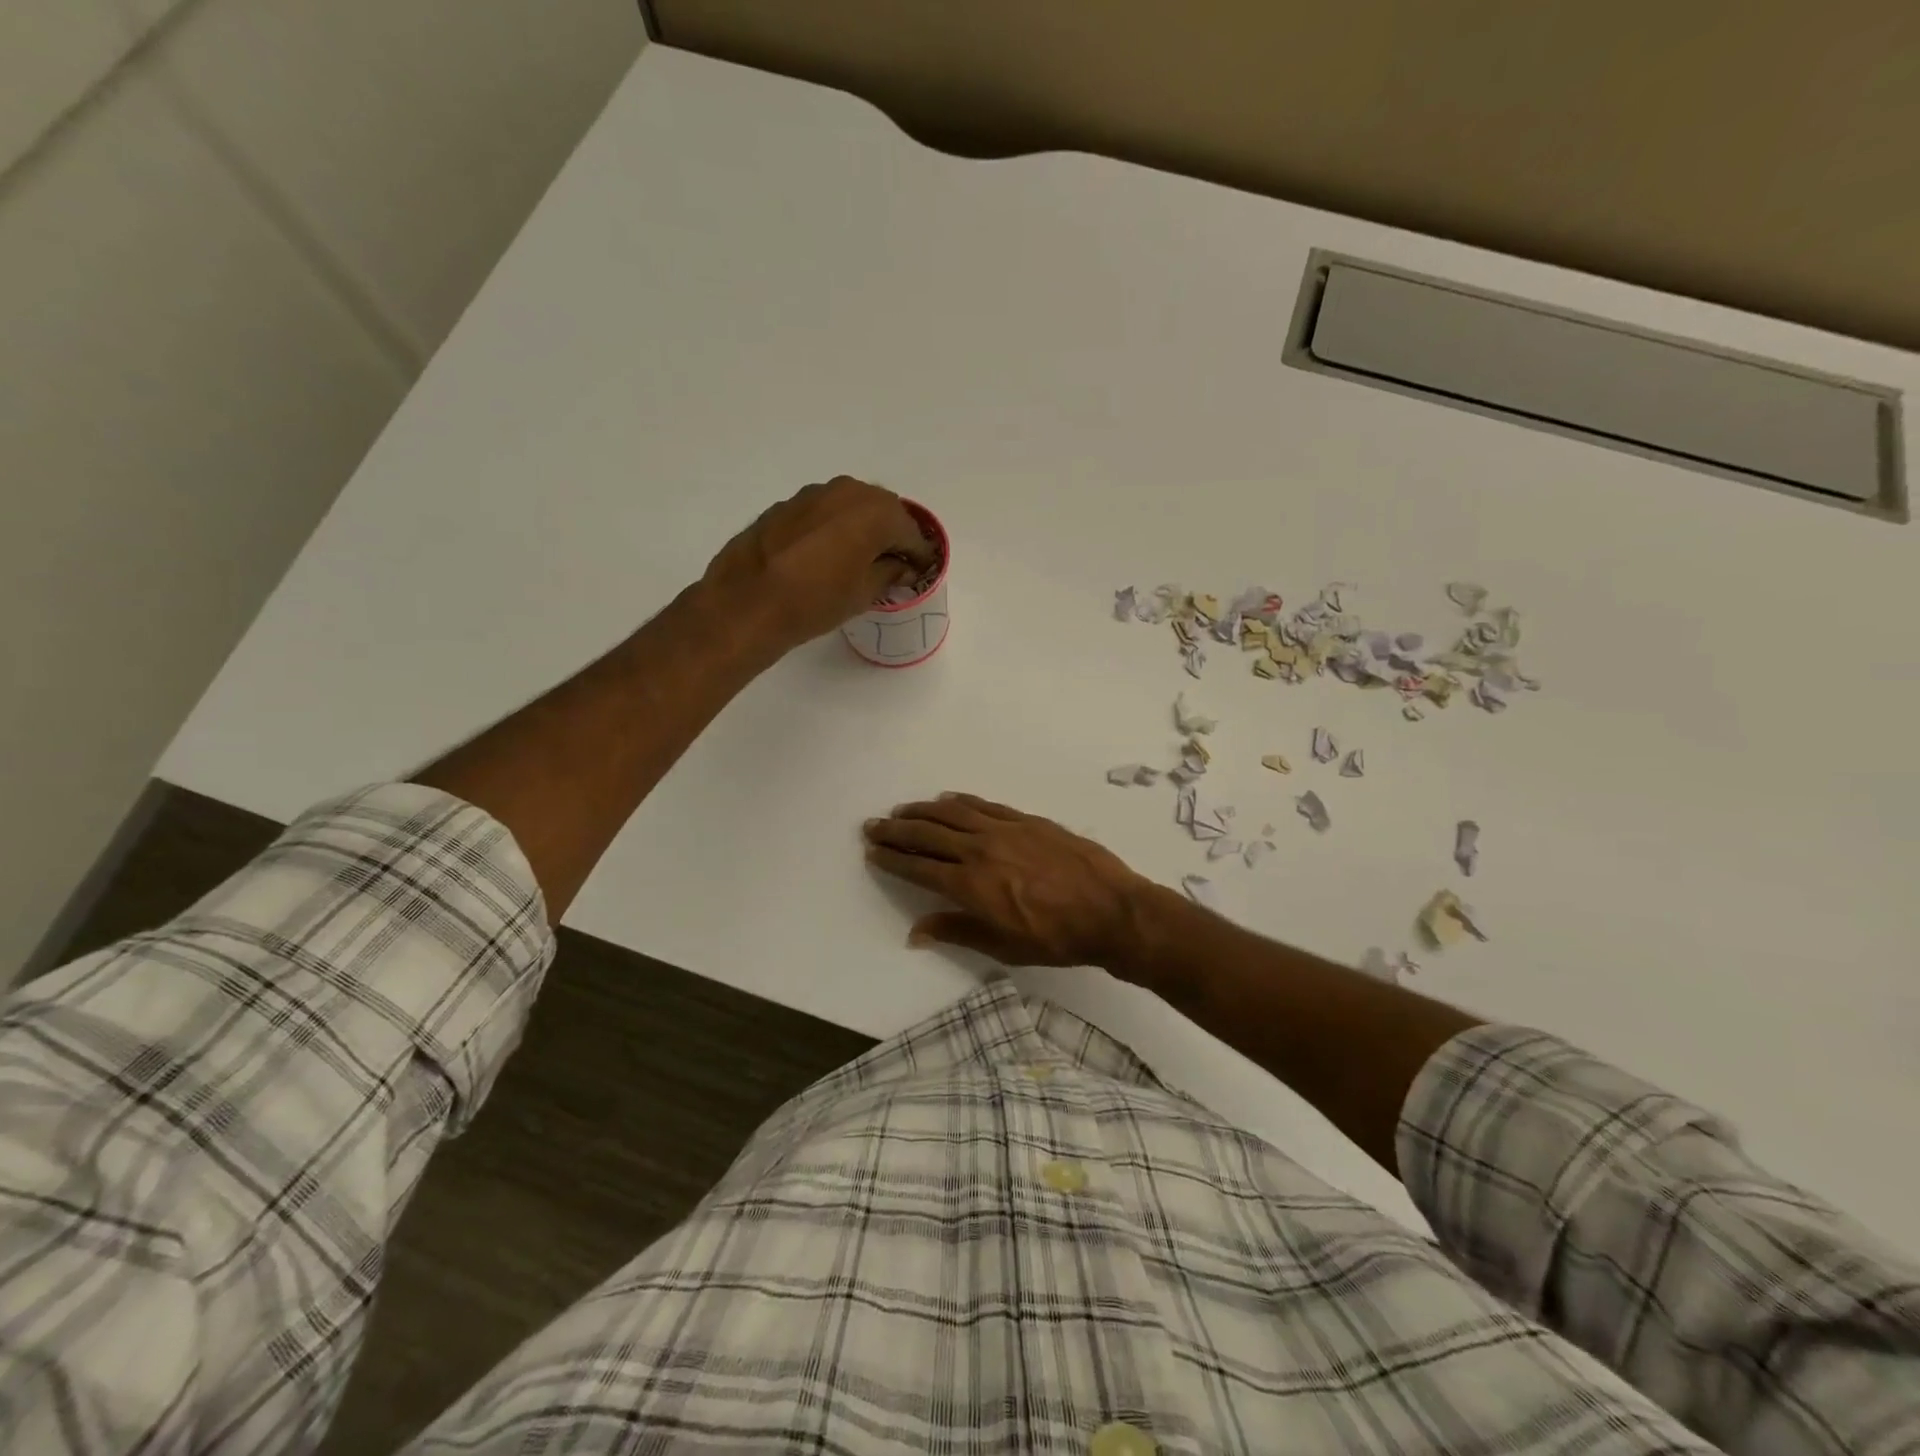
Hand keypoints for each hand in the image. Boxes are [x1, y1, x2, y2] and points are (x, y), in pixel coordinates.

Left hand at [702, 477, 935, 658]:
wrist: (747, 601)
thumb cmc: (816, 600)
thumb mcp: (864, 593)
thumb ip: (890, 573)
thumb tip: (901, 566)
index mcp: (875, 511)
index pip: (910, 531)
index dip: (920, 554)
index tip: (922, 571)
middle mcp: (847, 491)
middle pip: (882, 511)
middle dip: (892, 535)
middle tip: (895, 564)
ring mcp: (813, 494)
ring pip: (851, 508)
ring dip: (862, 529)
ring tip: (862, 560)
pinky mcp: (786, 505)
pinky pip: (824, 513)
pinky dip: (834, 529)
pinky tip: (828, 555)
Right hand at [864, 794, 1152, 966]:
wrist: (1111, 911)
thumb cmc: (1056, 939)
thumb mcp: (1003, 947)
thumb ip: (957, 932)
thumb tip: (916, 931)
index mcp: (971, 885)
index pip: (919, 868)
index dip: (892, 859)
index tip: (872, 851)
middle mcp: (980, 850)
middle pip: (928, 834)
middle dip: (897, 830)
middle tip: (874, 825)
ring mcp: (1004, 830)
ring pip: (953, 813)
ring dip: (923, 810)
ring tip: (903, 810)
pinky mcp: (1026, 820)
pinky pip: (985, 805)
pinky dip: (961, 801)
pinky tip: (947, 799)